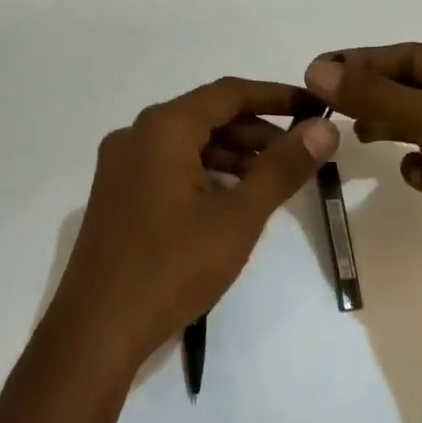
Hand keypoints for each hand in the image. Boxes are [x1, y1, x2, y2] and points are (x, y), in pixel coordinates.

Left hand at [43, 77, 339, 374]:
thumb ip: (282, 168)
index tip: (315, 108)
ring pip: (188, 143)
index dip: (277, 96)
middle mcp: (136, 135)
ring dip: (233, 154)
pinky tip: (233, 199)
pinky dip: (205, 173)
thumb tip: (324, 128)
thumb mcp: (238, 217)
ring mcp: (121, 165)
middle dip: (257, 131)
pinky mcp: (117, 193)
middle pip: (207, 116)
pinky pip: (169, 166)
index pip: (229, 93)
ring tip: (274, 179)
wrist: (96, 329)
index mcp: (162, 128)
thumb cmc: (172, 267)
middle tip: (301, 152)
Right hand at [303, 44, 421, 319]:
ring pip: (418, 126)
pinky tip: (411, 177)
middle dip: (371, 93)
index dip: (364, 61)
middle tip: (323, 102)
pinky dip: (413, 166)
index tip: (315, 71)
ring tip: (356, 133)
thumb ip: (377, 96)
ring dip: (387, 126)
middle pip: (414, 88)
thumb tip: (316, 71)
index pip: (415, 56)